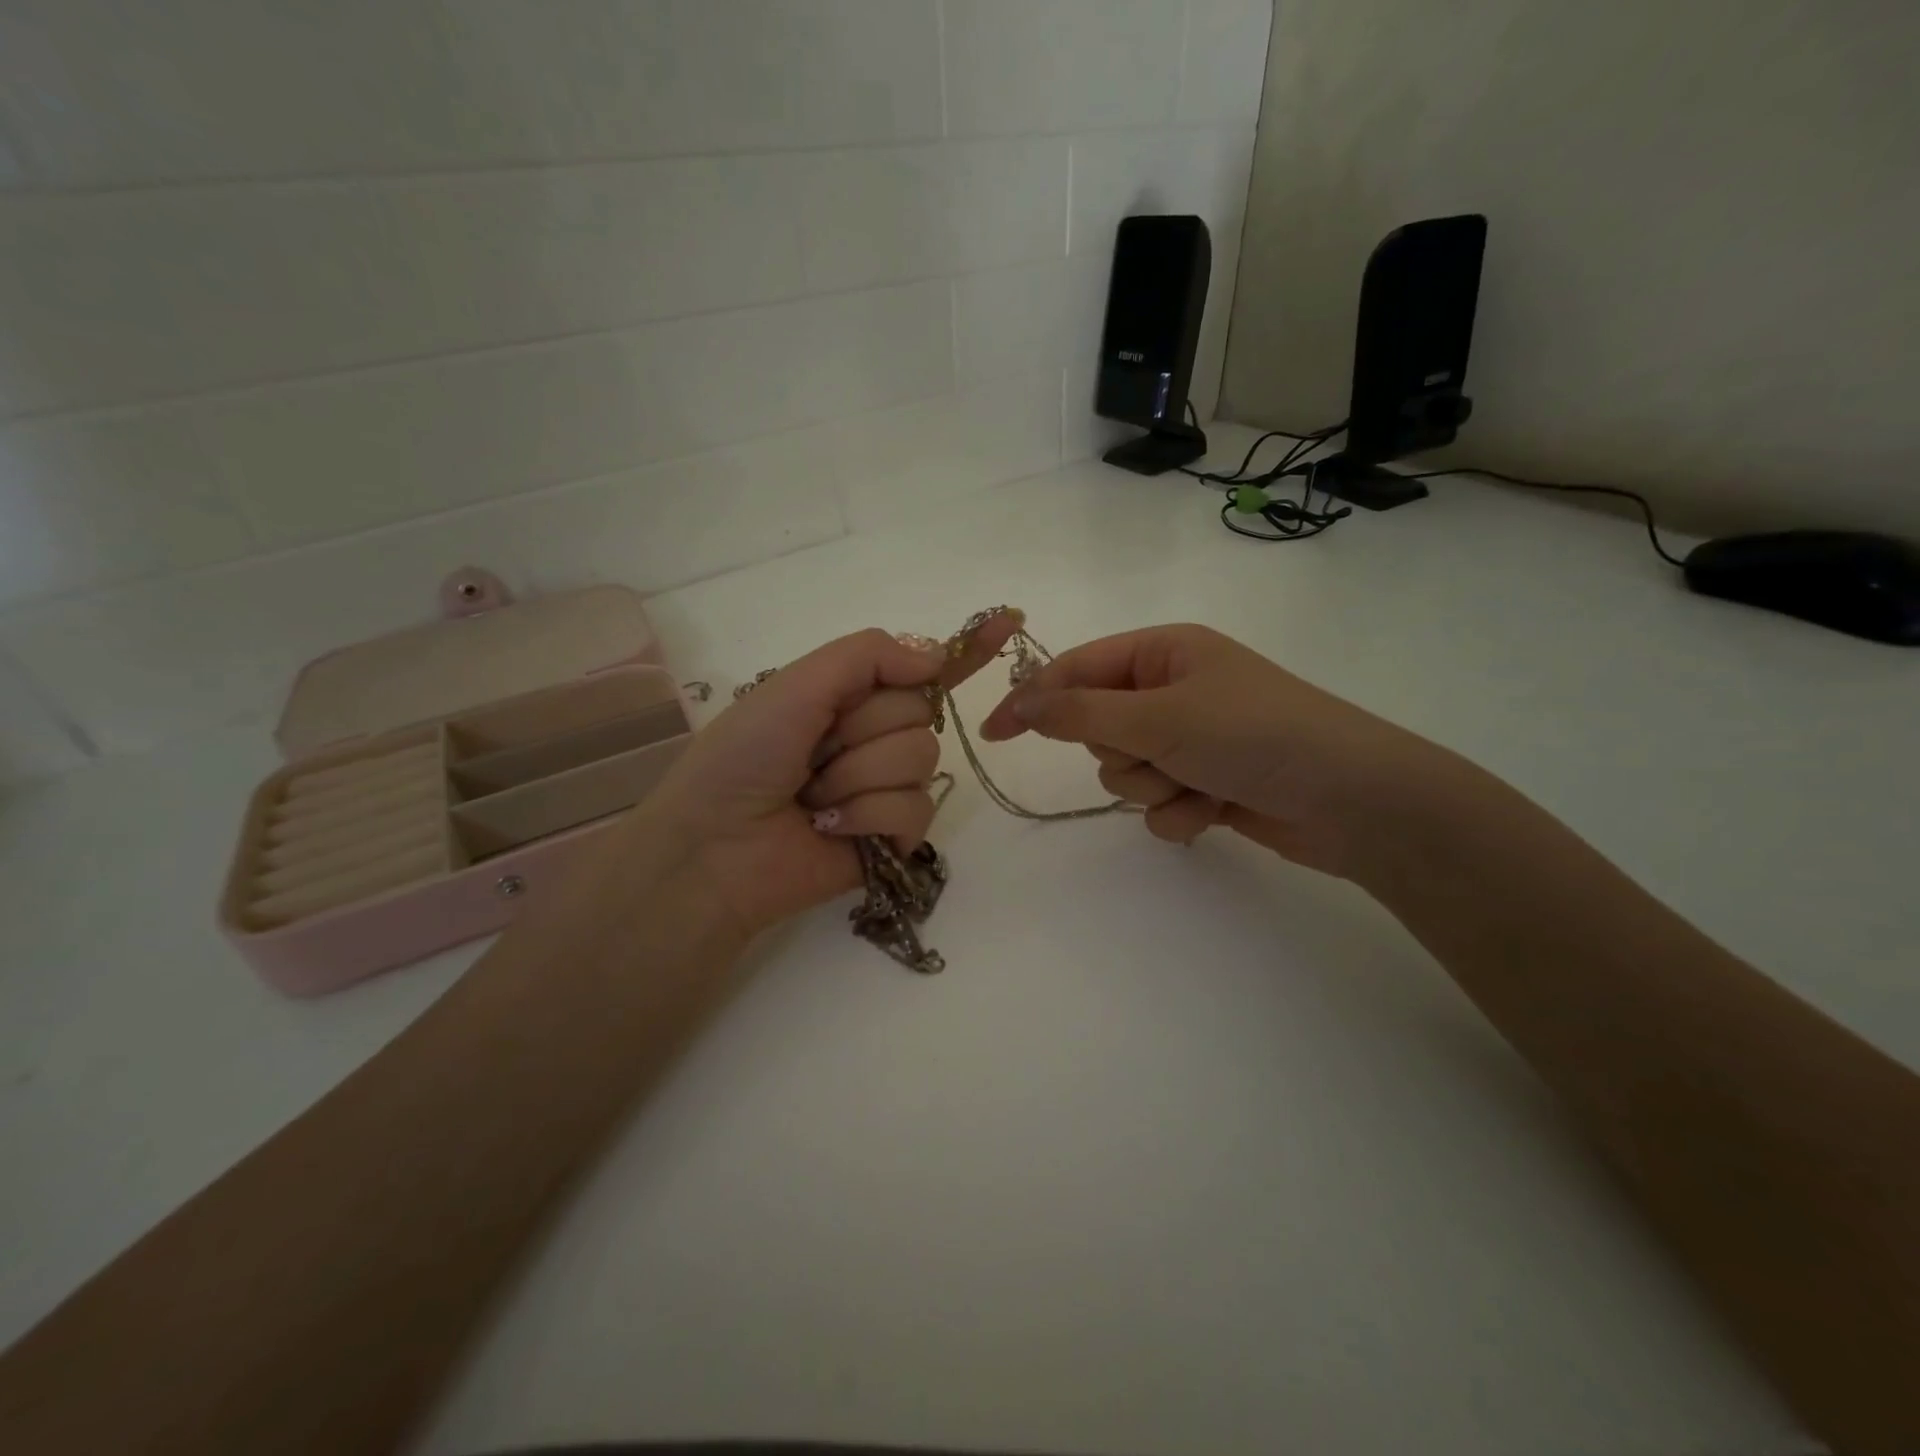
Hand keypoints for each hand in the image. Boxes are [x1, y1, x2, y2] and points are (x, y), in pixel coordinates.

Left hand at [623, 615, 1019, 937]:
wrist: (712, 849)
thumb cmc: (742, 758)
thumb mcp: (794, 686)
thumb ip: (866, 656)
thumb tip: (935, 656)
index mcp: (849, 698)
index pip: (918, 669)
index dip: (964, 649)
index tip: (1010, 621)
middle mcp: (874, 737)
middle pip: (920, 711)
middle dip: (863, 729)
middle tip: (814, 753)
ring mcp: (887, 787)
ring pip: (921, 760)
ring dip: (859, 776)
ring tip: (815, 798)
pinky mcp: (895, 836)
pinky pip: (917, 810)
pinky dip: (869, 817)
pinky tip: (832, 828)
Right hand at [979, 623, 1455, 881]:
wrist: (1353, 799)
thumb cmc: (1253, 734)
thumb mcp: (1159, 715)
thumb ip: (1079, 713)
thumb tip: (1017, 702)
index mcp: (1164, 652)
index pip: (1077, 670)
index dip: (1033, 700)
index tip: (994, 735)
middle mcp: (1174, 690)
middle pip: (1098, 728)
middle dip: (1120, 752)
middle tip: (1158, 754)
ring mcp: (1192, 739)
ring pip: (1125, 771)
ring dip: (1151, 785)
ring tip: (1197, 784)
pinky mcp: (1207, 782)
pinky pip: (1158, 803)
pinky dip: (1179, 812)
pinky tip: (1215, 810)